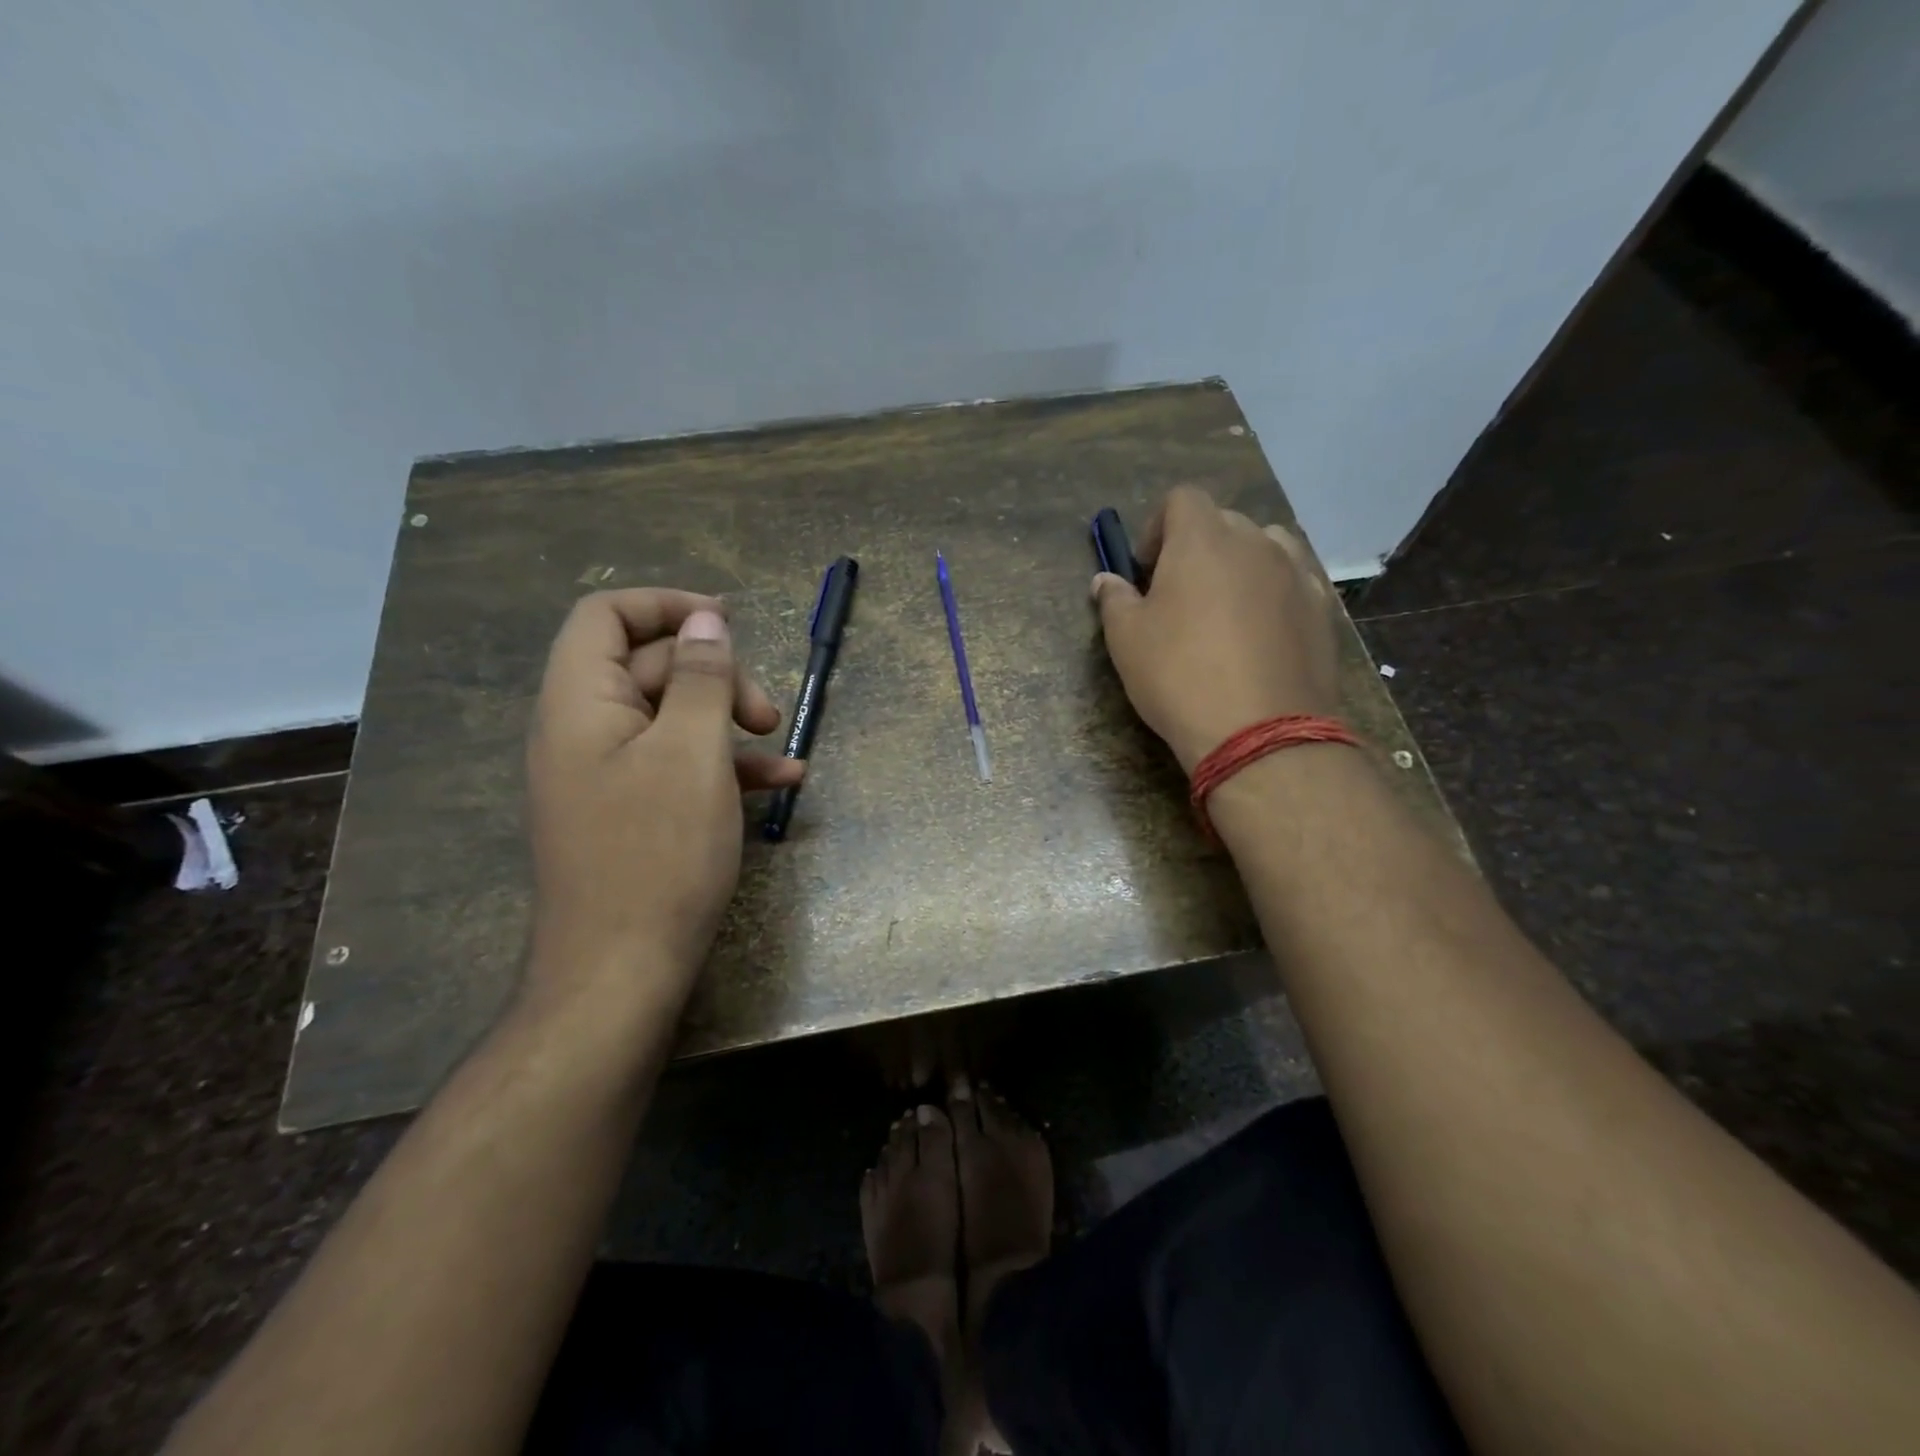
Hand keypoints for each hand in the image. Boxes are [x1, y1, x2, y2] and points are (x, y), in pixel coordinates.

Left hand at [523, 590, 803, 1009]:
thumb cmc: (658, 855)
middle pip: (650, 666)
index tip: (728, 623)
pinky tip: (781, 784)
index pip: (605, 616)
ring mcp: (608, 774)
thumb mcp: (692, 754)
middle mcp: (584, 730)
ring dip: (729, 721)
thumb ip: (702, 679)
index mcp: (580, 703)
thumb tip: (707, 623)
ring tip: (781, 744)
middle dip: (717, 676)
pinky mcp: (632, 812)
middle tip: (766, 713)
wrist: (620, 973)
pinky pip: (677, 765)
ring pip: (672, 718)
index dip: (666, 607)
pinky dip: (725, 764)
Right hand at [1092, 486, 1340, 771]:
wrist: (1259, 731)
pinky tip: (1262, 632)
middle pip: (1223, 522)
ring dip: (1241, 564)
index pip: (1182, 499)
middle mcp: (1256, 542)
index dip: (1158, 526)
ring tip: (1226, 608)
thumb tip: (1105, 580)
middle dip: (1197, 547)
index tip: (1146, 569)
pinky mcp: (1323, 608)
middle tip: (1178, 594)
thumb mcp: (1126, 639)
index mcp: (1203, 539)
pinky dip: (1274, 592)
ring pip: (1266, 546)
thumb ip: (1114, 599)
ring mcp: (1296, 573)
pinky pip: (1294, 581)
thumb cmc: (1178, 676)